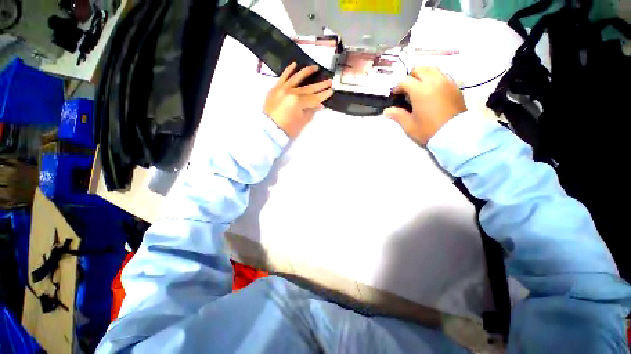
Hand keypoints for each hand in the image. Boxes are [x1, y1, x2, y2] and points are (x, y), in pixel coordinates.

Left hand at [264, 63, 333, 138]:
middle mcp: (291, 92)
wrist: (269, 129)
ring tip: (316, 67)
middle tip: (329, 81)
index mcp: (298, 102)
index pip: (314, 98)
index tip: (331, 91)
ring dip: (307, 72)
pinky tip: (294, 64)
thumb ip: (311, 111)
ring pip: (297, 78)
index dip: (323, 95)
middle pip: (308, 88)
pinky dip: (288, 70)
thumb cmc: (287, 129)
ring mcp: (282, 89)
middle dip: (320, 85)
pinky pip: (282, 77)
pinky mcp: (275, 88)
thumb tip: (319, 105)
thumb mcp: (302, 121)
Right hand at [383, 67, 466, 144]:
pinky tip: (432, 91)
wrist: (455, 134)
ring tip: (420, 88)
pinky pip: (442, 76)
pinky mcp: (454, 86)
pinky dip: (434, 79)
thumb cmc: (429, 130)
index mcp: (420, 91)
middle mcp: (434, 82)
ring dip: (423, 75)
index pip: (405, 80)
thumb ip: (398, 115)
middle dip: (411, 77)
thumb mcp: (409, 125)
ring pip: (432, 69)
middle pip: (419, 69)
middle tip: (407, 90)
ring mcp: (446, 82)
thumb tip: (387, 111)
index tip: (396, 95)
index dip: (398, 87)